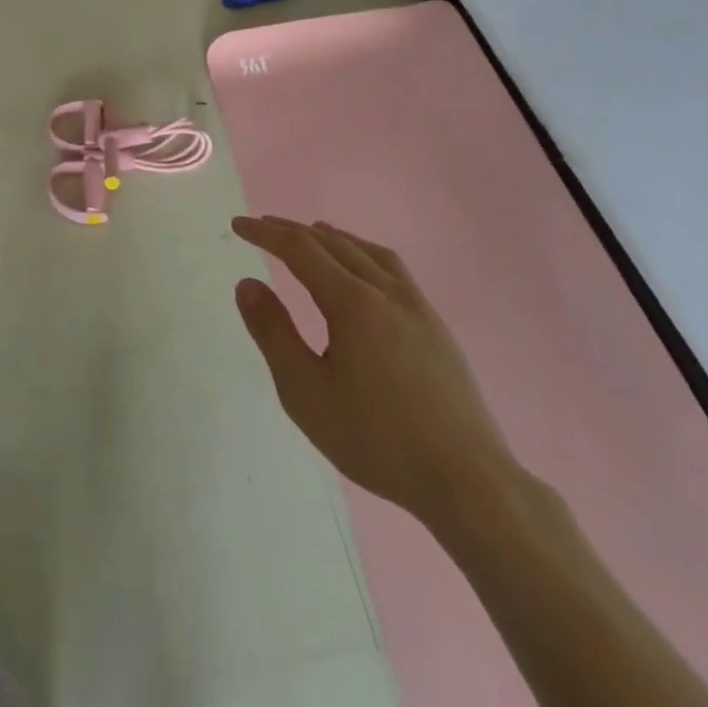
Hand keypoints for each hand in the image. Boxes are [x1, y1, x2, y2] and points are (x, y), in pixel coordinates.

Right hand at [232, 216, 520, 534]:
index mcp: (352, 302)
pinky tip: (363, 271)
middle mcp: (386, 291)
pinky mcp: (436, 327)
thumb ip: (273, 333)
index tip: (238, 225)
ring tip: (311, 234)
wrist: (469, 482)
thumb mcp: (306, 393)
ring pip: (367, 251)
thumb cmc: (376, 439)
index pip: (299, 249)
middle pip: (333, 243)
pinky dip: (363, 253)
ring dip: (332, 237)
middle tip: (263, 227)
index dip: (265, 233)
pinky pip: (393, 269)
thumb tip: (247, 284)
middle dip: (293, 230)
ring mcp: (417, 306)